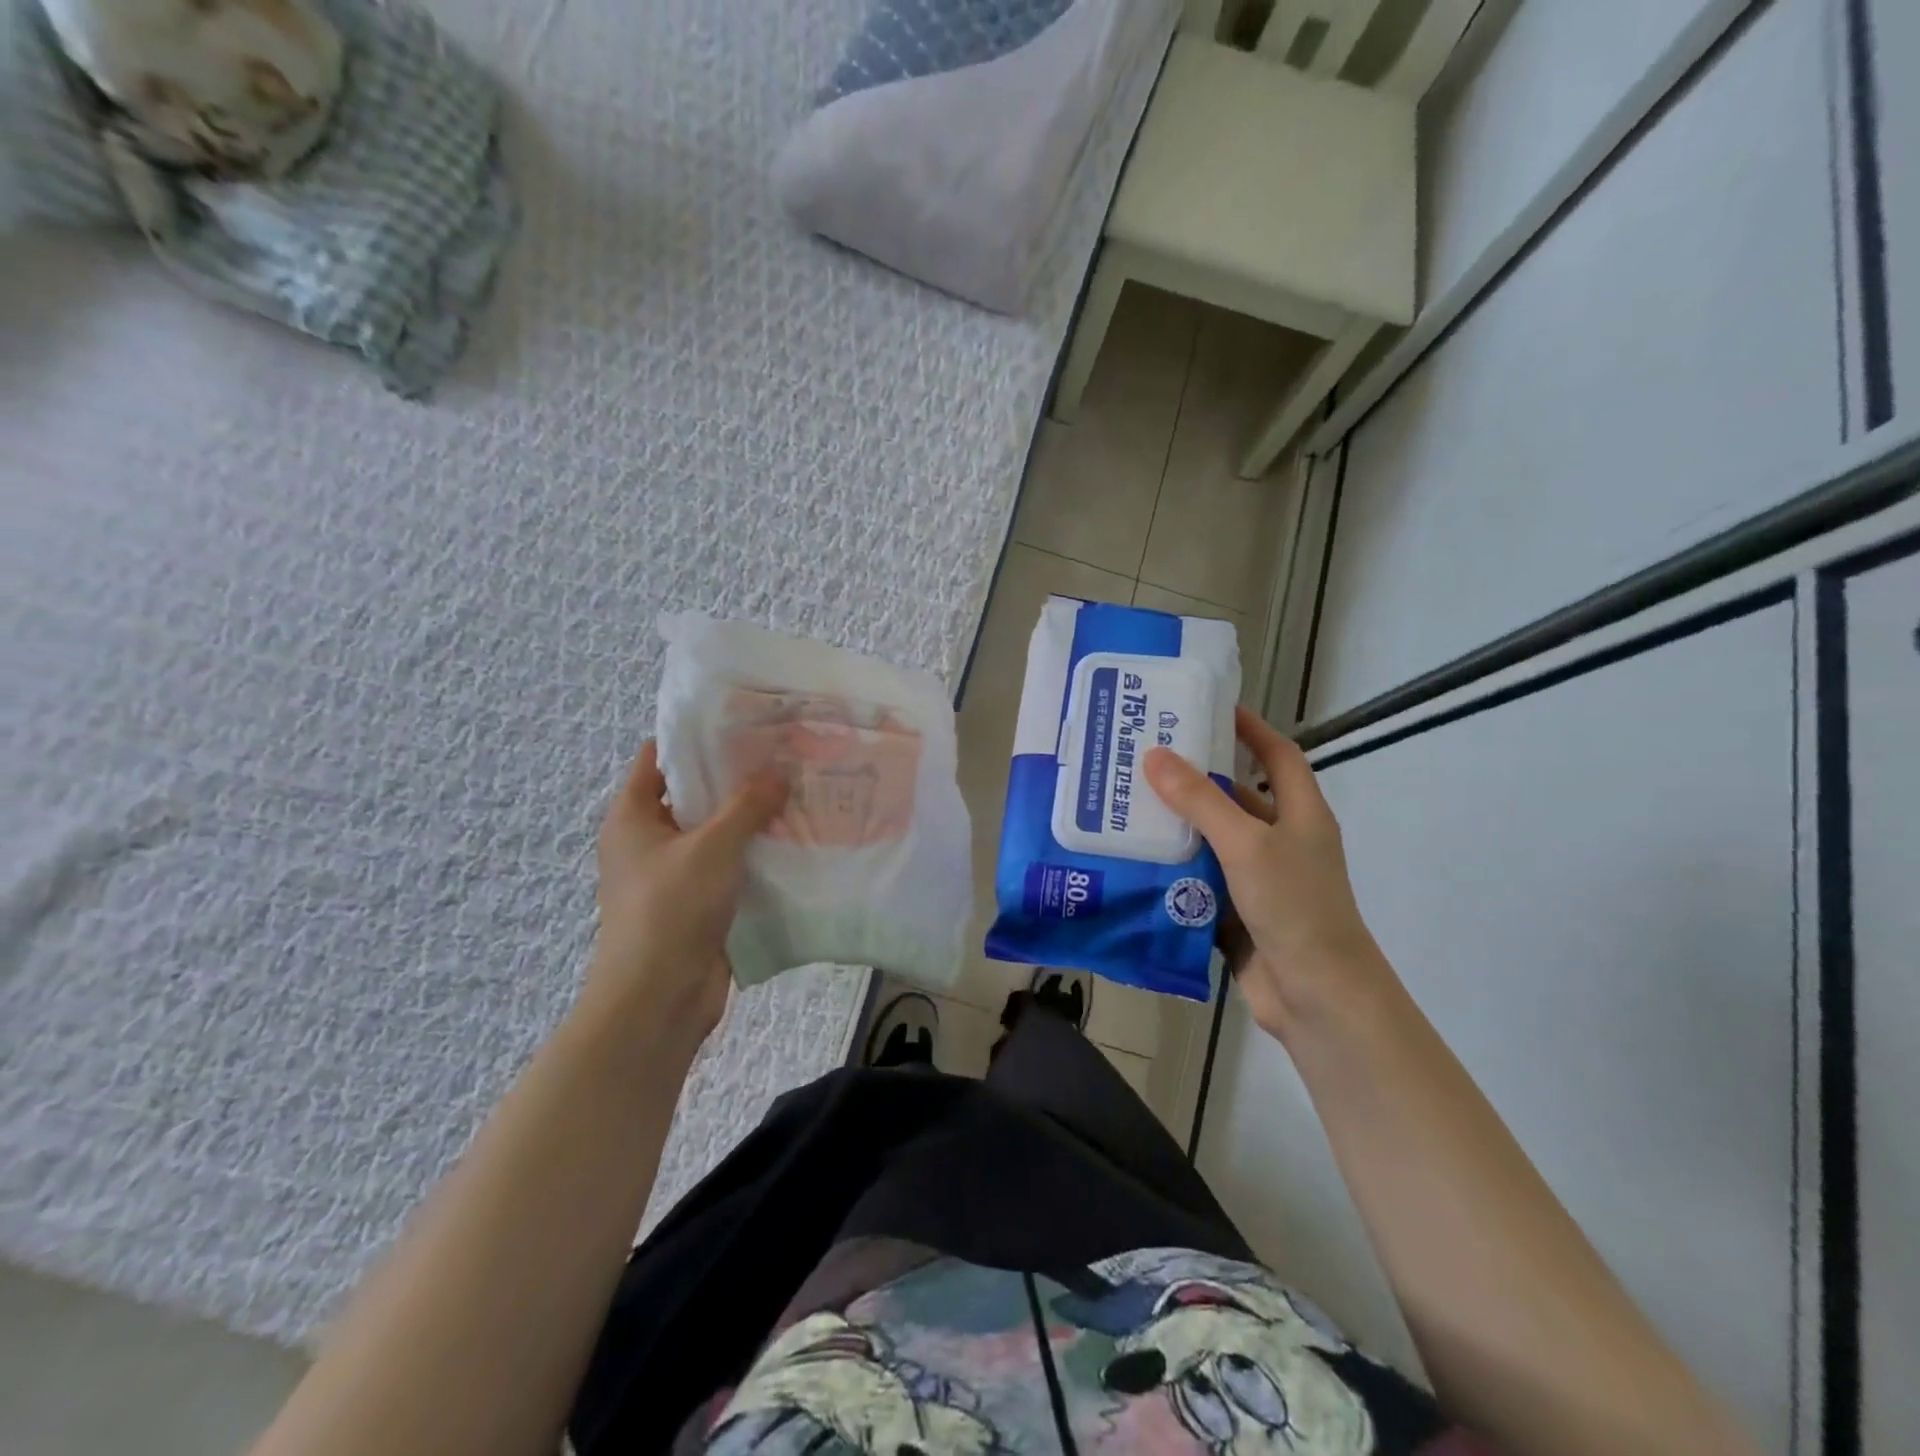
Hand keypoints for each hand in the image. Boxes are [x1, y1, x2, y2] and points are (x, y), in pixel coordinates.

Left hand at [586, 742, 787, 1046]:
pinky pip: (727, 867)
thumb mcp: (713, 846)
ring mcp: (672, 874)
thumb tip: (778, 771)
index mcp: (633, 817)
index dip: (694, 737)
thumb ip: (747, 805)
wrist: (658, 998)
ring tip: (796, 791)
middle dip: (733, 777)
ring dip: (749, 818)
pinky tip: (792, 840)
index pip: (658, 758)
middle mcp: (648, 841)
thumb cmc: (671, 909)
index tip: (742, 722)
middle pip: (691, 794)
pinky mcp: (697, 904)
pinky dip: (753, 854)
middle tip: (782, 755)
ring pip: (714, 833)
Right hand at [1144, 707, 1395, 1042]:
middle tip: (1144, 758)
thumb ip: (1201, 801)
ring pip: (1212, 841)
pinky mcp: (1237, 912)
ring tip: (1126, 804)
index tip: (1207, 708)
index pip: (1277, 754)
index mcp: (1300, 814)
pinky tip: (1135, 859)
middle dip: (1195, 779)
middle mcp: (1282, 840)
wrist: (1318, 997)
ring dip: (1177, 827)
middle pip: (1237, 797)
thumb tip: (1156, 755)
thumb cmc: (1294, 907)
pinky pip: (1200, 880)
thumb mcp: (1246, 844)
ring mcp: (1259, 879)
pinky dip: (1173, 870)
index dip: (1249, 728)